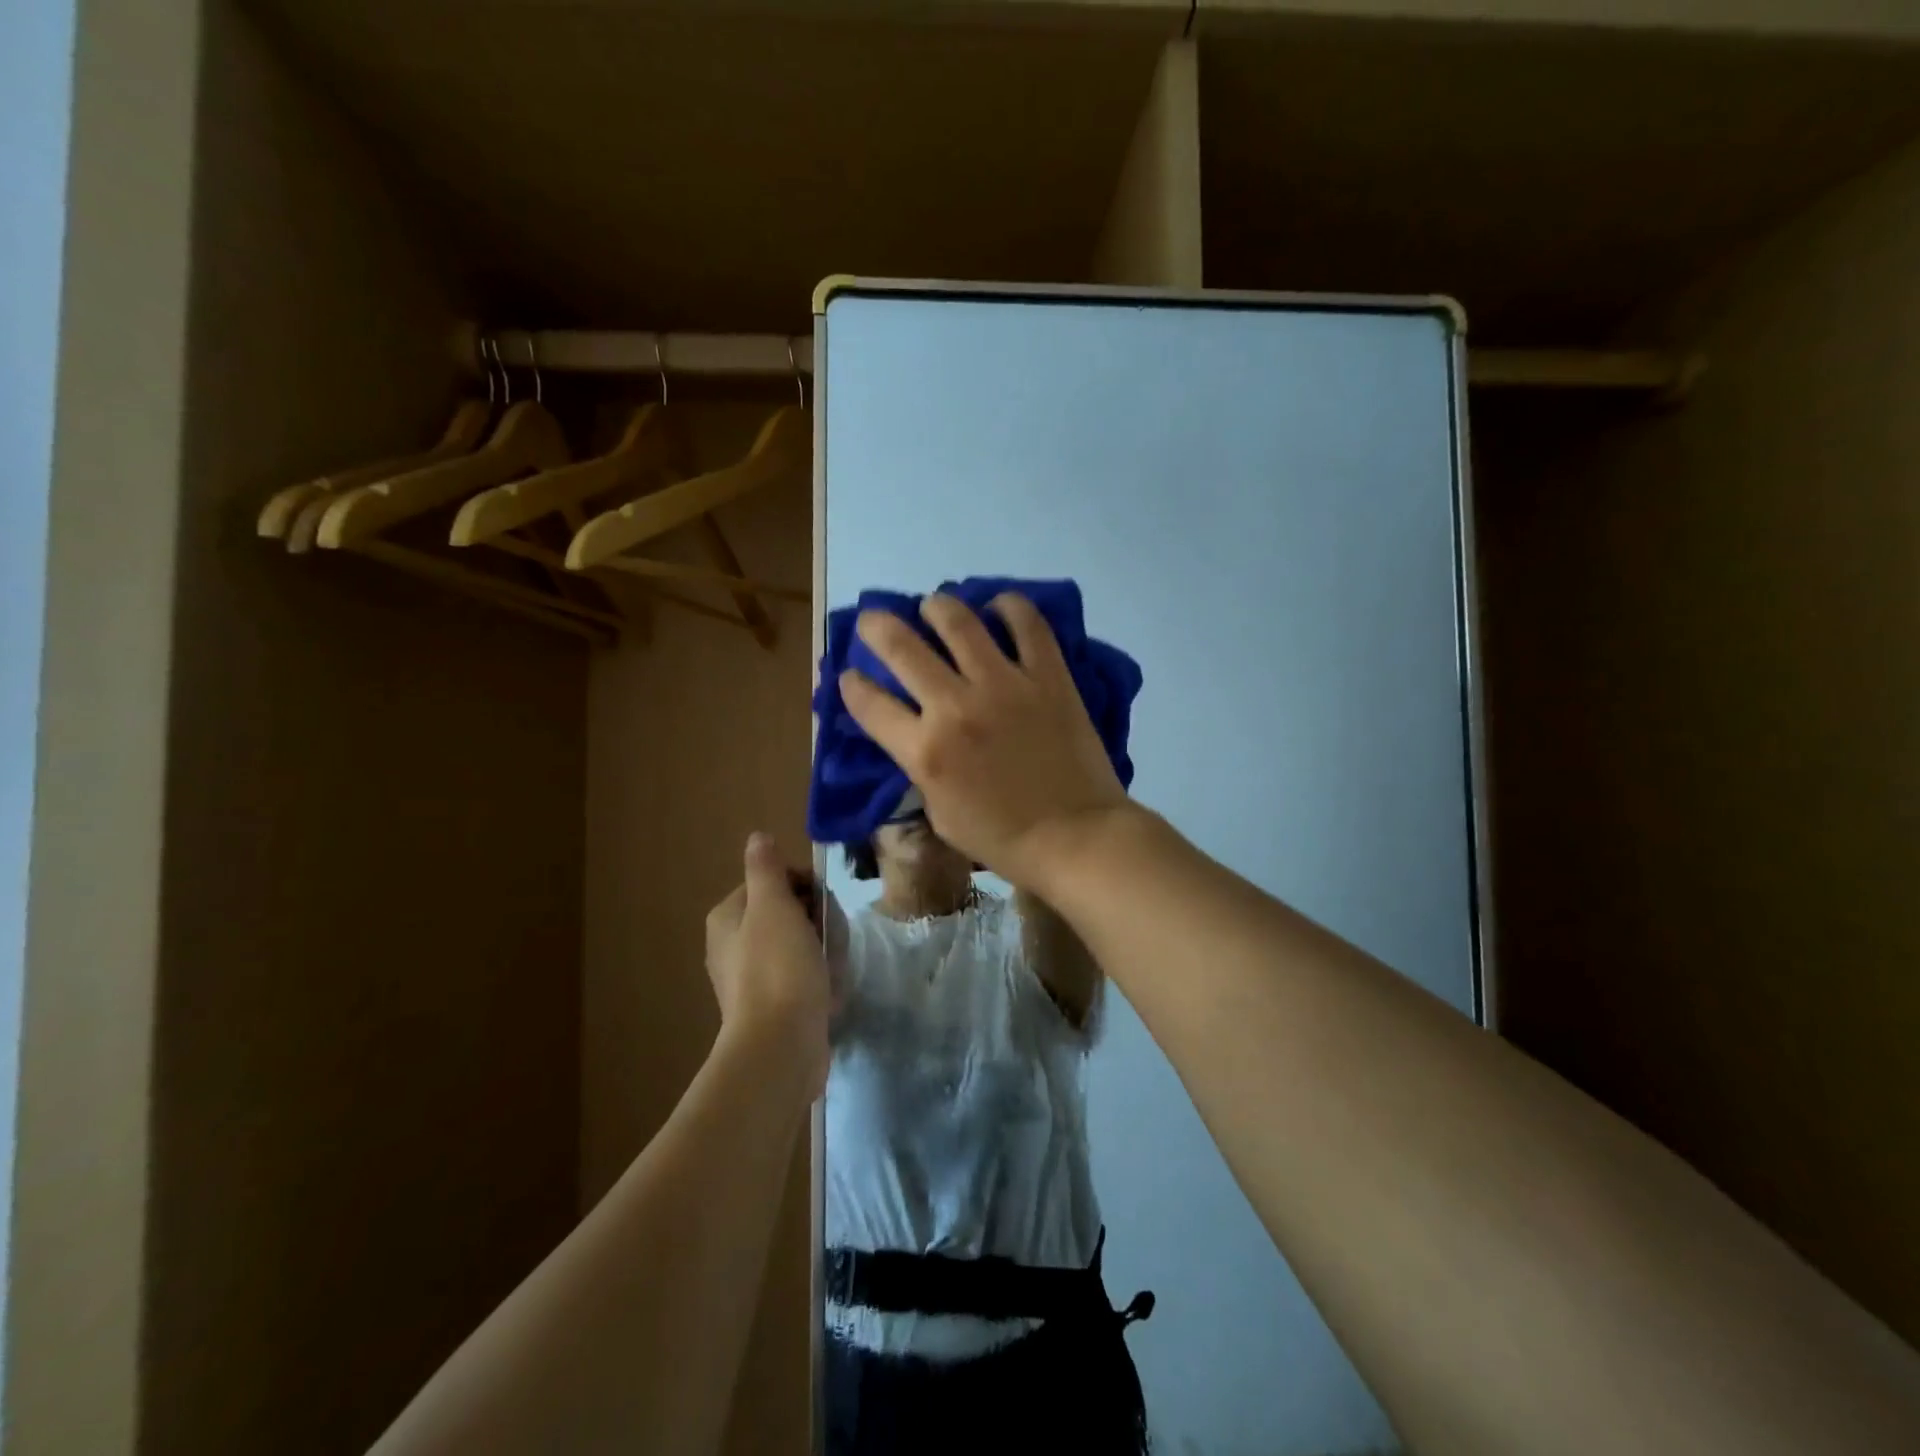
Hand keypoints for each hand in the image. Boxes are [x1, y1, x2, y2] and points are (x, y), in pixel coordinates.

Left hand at [704, 832, 830, 1101]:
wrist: (780, 1045)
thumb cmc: (777, 967)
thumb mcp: (773, 905)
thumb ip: (766, 868)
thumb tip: (758, 837)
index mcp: (727, 917)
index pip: (771, 882)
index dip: (802, 886)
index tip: (821, 903)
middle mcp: (731, 946)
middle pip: (786, 913)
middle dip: (815, 920)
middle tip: (829, 937)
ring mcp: (750, 979)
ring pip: (798, 945)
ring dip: (821, 950)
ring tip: (832, 967)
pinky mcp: (770, 1007)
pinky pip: (801, 977)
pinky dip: (818, 979)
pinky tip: (828, 991)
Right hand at [838, 592, 1132, 891]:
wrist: (1075, 837)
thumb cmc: (1003, 839)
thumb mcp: (940, 815)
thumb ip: (920, 768)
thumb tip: (912, 733)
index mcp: (925, 751)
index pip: (869, 702)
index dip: (850, 683)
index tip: (850, 675)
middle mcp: (955, 707)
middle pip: (901, 646)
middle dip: (875, 626)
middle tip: (873, 620)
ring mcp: (1004, 685)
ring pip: (957, 621)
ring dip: (935, 606)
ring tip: (933, 606)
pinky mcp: (1048, 676)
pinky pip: (1027, 624)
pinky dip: (1008, 607)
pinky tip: (998, 607)